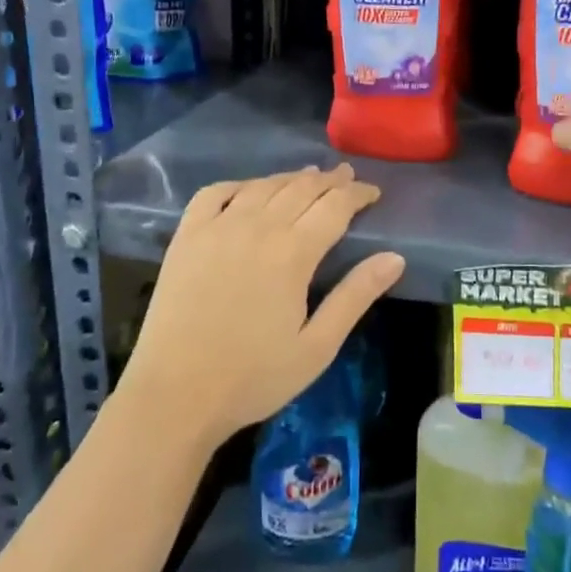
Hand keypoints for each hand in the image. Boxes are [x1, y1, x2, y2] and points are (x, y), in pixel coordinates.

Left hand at [118, 164, 404, 448]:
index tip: (373, 193)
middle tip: (347, 176)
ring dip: (291, 178)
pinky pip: (214, 193)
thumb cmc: (253, 377)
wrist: (175, 395)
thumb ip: (355, 296)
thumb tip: (395, 258)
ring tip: (309, 176)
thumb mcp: (317, 347)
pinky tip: (249, 189)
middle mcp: (256, 228)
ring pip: (262, 186)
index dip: (358, 194)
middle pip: (301, 188)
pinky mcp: (186, 237)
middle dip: (330, 180)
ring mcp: (217, 228)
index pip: (335, 206)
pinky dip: (239, 184)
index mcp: (292, 253)